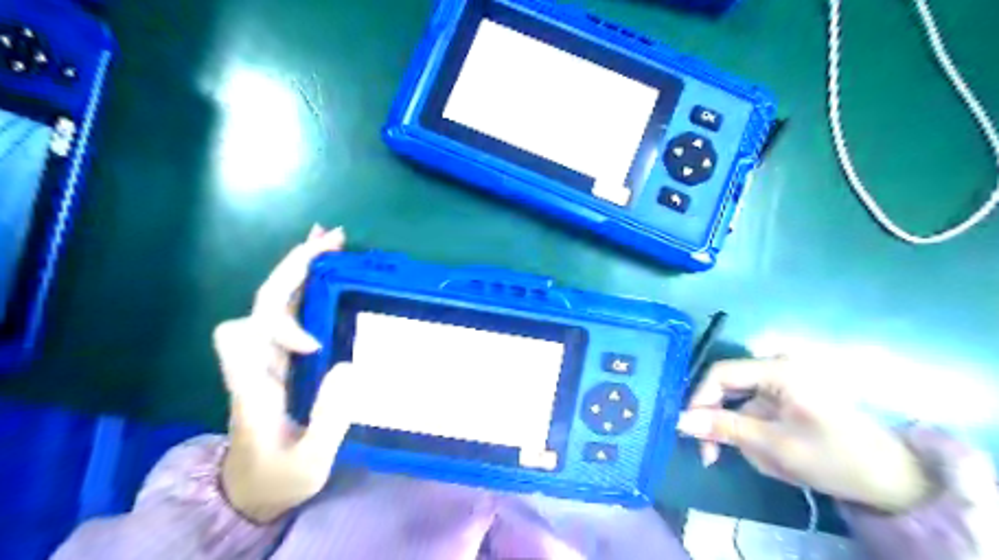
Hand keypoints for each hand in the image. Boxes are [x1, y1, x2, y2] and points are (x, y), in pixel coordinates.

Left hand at [214, 225, 359, 521]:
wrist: (253, 488)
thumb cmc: (278, 477)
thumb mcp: (309, 462)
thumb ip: (328, 420)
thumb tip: (349, 366)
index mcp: (252, 386)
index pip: (243, 336)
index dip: (278, 327)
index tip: (315, 347)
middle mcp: (255, 362)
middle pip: (263, 302)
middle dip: (293, 269)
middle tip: (332, 240)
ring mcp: (269, 356)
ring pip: (276, 300)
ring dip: (303, 268)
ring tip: (334, 241)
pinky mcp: (283, 356)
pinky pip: (292, 312)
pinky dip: (309, 286)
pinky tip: (331, 270)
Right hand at [674, 359, 932, 511]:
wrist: (895, 478)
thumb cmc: (836, 458)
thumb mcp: (774, 446)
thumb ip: (723, 428)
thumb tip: (678, 421)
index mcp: (778, 369)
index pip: (720, 374)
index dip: (699, 400)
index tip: (690, 432)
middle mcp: (778, 364)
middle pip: (727, 385)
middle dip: (718, 419)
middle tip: (711, 454)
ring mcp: (785, 378)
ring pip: (739, 399)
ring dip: (737, 429)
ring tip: (756, 458)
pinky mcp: (790, 392)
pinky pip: (755, 405)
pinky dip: (753, 429)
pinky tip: (768, 451)